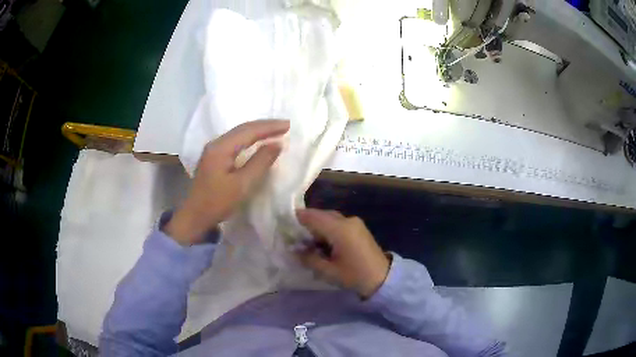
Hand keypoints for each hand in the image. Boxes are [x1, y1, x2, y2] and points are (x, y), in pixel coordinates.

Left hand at [165, 120, 289, 245]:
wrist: (195, 216)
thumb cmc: (218, 202)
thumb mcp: (242, 185)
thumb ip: (260, 162)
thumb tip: (277, 144)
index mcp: (221, 148)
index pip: (249, 131)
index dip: (269, 127)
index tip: (288, 125)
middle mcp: (216, 143)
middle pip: (243, 128)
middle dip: (264, 125)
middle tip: (285, 125)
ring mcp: (213, 149)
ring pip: (238, 133)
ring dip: (257, 130)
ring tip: (275, 130)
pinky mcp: (214, 157)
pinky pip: (235, 141)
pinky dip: (249, 138)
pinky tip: (257, 141)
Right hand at [297, 208, 389, 298]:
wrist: (383, 277)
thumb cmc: (355, 275)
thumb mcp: (328, 271)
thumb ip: (309, 258)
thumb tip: (294, 250)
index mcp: (339, 229)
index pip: (313, 217)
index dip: (297, 217)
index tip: (284, 222)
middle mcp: (347, 220)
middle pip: (321, 214)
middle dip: (307, 221)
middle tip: (294, 233)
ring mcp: (354, 222)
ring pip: (330, 217)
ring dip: (317, 224)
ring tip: (307, 239)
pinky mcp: (358, 227)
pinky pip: (338, 222)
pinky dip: (327, 227)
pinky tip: (322, 240)